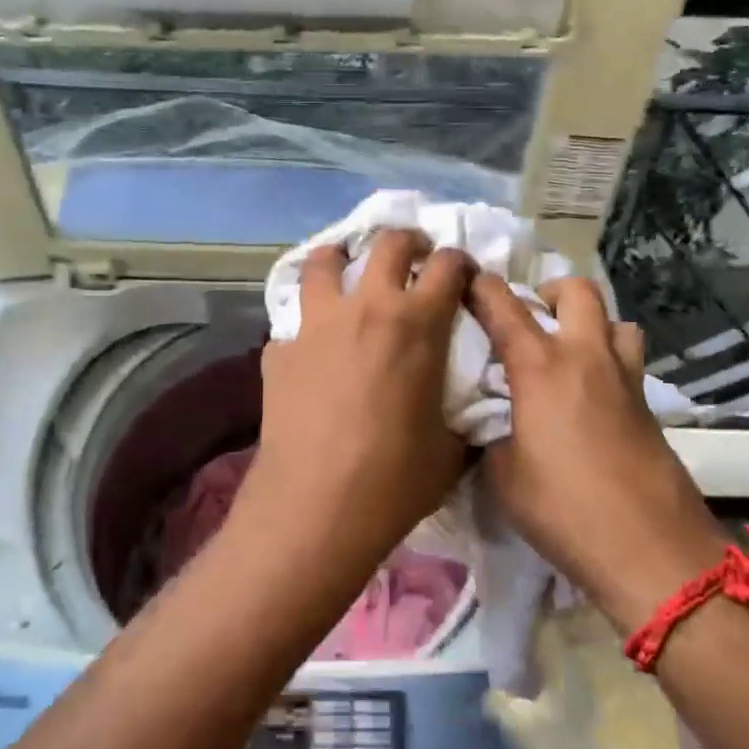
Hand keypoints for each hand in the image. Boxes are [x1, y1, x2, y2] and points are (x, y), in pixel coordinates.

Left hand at [242, 231, 473, 571]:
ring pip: (324, 261)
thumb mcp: (449, 448)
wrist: (316, 508)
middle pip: (387, 244)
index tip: (461, 272)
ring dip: (342, 258)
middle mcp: (366, 308)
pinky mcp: (279, 349)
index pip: (447, 266)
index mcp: (416, 324)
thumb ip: (462, 415)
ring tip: (347, 269)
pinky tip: (312, 345)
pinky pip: (294, 319)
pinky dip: (308, 321)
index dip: (459, 262)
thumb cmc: (394, 480)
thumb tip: (469, 413)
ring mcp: (316, 324)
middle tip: (412, 255)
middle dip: (407, 241)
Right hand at [468, 274, 724, 631]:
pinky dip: (609, 361)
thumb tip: (494, 428)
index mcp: (541, 367)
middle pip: (579, 291)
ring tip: (570, 351)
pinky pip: (629, 362)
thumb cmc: (564, 509)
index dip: (481, 287)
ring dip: (592, 323)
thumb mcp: (503, 476)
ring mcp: (625, 380)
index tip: (465, 281)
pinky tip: (592, 397)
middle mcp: (586, 358)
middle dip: (551, 290)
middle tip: (532, 316)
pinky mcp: (649, 407)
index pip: (504, 306)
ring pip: (617, 321)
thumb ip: (492, 437)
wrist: (651, 549)